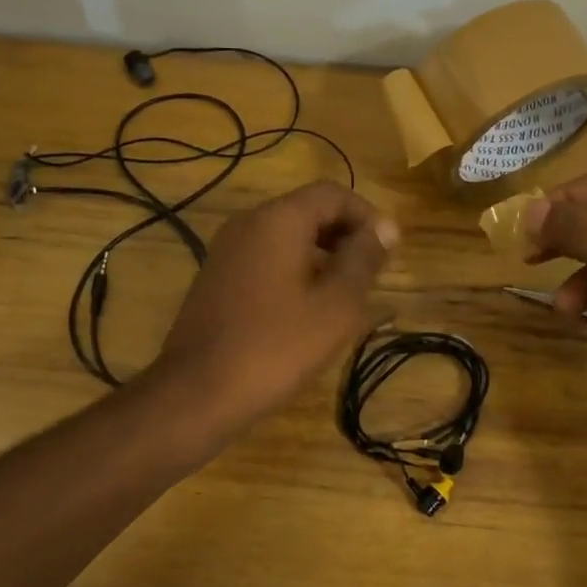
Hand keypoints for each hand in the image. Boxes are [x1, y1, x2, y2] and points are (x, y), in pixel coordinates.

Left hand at [156, 182, 397, 427]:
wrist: (197, 392)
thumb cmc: (276, 347)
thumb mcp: (336, 305)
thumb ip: (364, 259)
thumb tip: (386, 227)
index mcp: (278, 220)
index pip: (333, 194)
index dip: (368, 217)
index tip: (389, 253)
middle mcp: (248, 224)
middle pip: (308, 213)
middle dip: (346, 238)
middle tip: (372, 278)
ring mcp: (227, 251)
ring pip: (287, 239)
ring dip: (323, 259)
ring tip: (348, 300)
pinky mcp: (217, 279)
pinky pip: (267, 261)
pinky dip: (296, 274)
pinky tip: (310, 313)